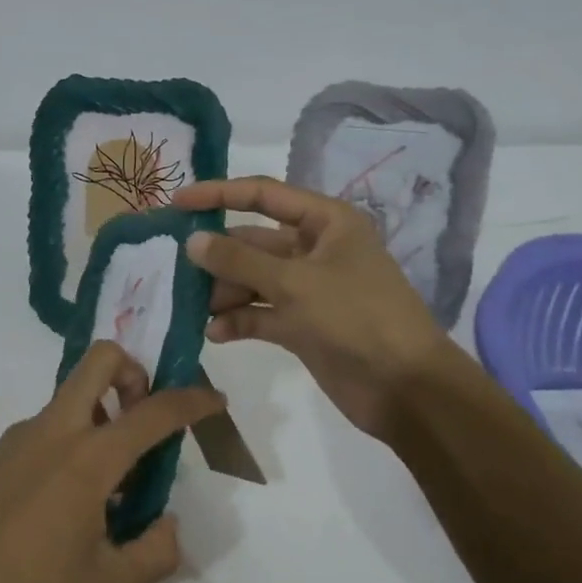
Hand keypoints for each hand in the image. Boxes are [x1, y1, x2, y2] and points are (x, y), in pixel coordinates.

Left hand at [0, 342, 224, 582]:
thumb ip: (155, 552)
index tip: (214, 400)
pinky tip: (68, 502)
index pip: (154, 411)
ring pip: (73, 395)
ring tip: (109, 485)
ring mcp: (22, 436)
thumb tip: (166, 525)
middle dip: (134, 373)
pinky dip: (74, 440)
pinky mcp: (0, 452)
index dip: (193, 400)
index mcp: (89, 456)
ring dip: (103, 414)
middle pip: (100, 360)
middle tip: (143, 420)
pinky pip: (50, 426)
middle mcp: (56, 430)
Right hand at [176, 175, 470, 439]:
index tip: (176, 203)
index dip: (219, 194)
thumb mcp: (294, 282)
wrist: (405, 388)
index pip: (264, 195)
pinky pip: (261, 313)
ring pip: (254, 279)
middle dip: (219, 255)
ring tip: (196, 307)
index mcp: (325, 222)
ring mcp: (308, 289)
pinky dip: (239, 320)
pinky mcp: (302, 325)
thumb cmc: (356, 318)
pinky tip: (214, 333)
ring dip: (224, 291)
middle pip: (254, 241)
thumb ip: (239, 259)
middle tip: (177, 268)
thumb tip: (193, 240)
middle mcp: (315, 249)